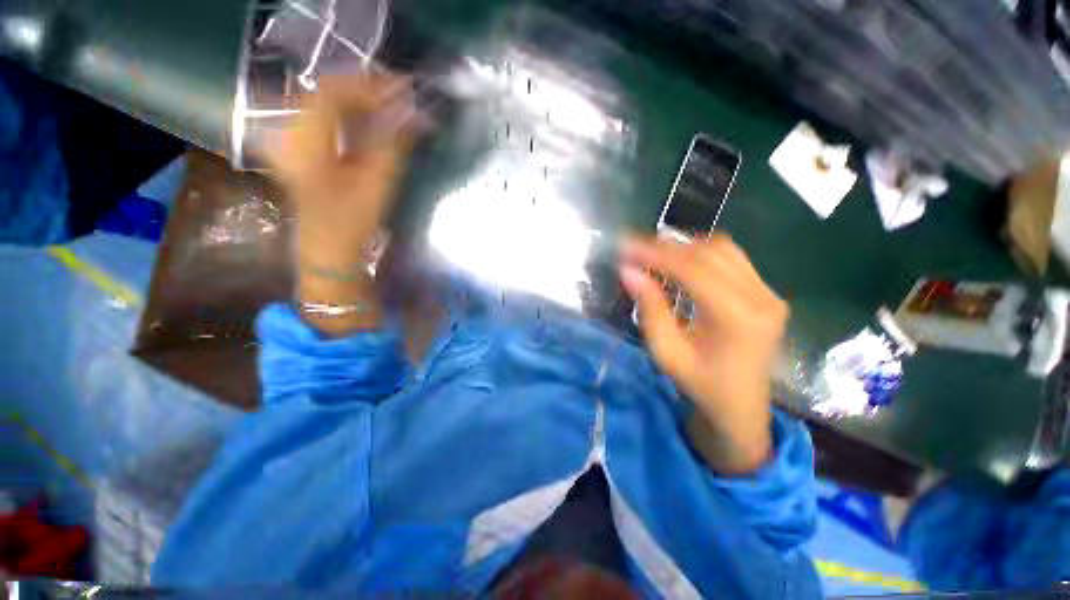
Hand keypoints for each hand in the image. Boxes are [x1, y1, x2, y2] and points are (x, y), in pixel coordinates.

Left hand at [266, 72, 419, 259]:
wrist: (326, 244)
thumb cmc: (351, 219)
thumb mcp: (377, 182)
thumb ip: (394, 143)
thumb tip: (416, 114)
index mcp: (305, 136)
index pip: (336, 91)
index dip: (371, 85)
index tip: (404, 88)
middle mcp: (291, 127)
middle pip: (330, 91)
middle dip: (368, 89)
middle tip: (402, 95)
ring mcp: (293, 135)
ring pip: (329, 101)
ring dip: (361, 100)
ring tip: (392, 104)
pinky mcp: (301, 144)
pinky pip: (326, 116)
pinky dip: (351, 113)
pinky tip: (371, 119)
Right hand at [620, 234, 788, 474]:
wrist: (741, 406)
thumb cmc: (701, 384)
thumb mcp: (666, 352)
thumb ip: (650, 308)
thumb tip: (629, 272)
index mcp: (737, 318)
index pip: (693, 269)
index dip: (656, 254)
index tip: (626, 246)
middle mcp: (761, 298)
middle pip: (709, 253)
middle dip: (666, 247)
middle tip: (634, 250)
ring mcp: (769, 293)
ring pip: (723, 249)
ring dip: (684, 247)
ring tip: (654, 255)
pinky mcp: (767, 293)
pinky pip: (733, 259)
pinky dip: (702, 254)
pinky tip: (681, 262)